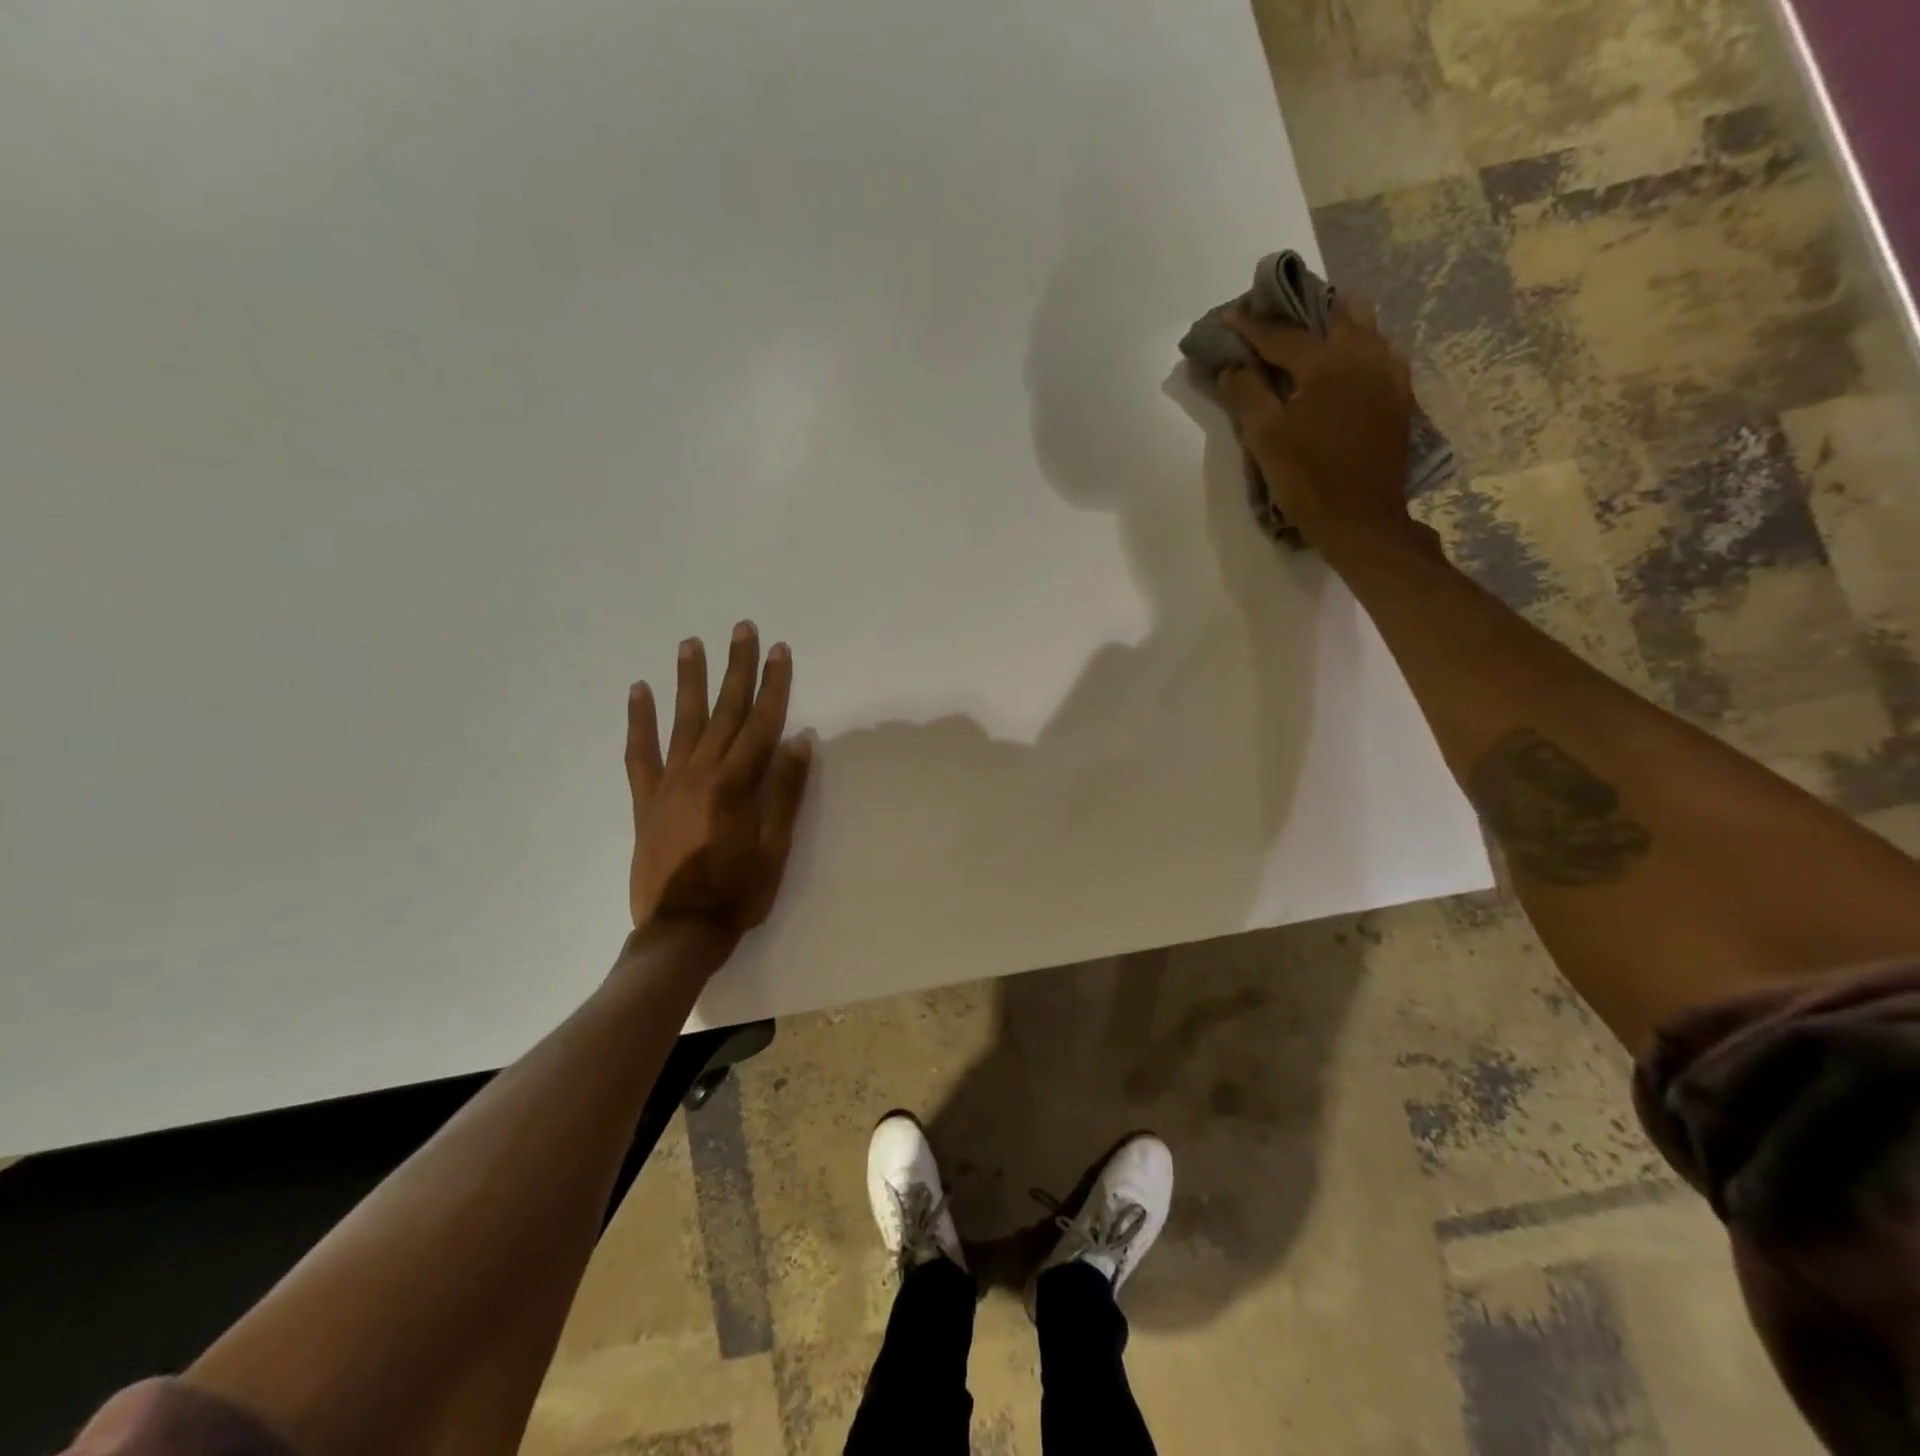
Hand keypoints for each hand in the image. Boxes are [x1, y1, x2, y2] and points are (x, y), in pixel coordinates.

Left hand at [626, 622, 813, 941]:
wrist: (680, 932)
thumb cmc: (738, 892)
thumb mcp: (776, 847)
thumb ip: (786, 791)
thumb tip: (800, 739)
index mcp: (736, 784)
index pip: (762, 722)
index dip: (774, 684)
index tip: (779, 650)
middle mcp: (701, 772)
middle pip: (724, 711)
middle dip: (736, 668)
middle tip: (741, 629)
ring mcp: (669, 784)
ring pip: (682, 721)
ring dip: (689, 680)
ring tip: (690, 643)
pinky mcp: (646, 800)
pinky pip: (639, 753)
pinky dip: (638, 721)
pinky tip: (638, 692)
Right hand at [1213, 297, 1425, 555]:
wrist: (1361, 519)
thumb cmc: (1307, 480)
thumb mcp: (1266, 439)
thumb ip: (1246, 395)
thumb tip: (1231, 367)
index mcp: (1326, 363)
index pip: (1281, 334)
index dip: (1251, 325)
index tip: (1228, 316)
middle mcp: (1364, 354)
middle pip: (1334, 312)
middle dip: (1302, 309)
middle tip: (1276, 316)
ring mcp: (1389, 372)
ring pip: (1364, 326)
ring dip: (1334, 322)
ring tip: (1309, 333)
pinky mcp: (1400, 393)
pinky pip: (1380, 350)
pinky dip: (1357, 345)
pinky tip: (1343, 362)